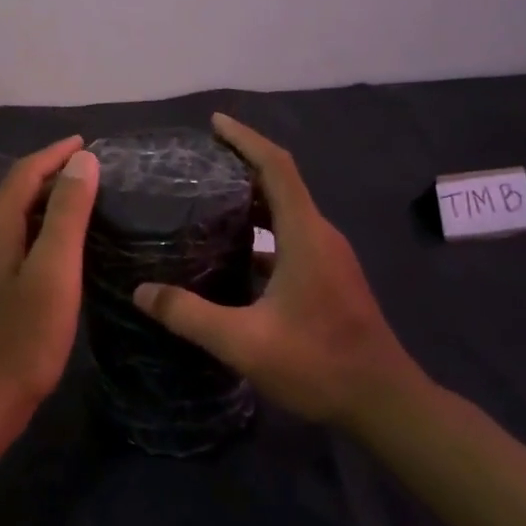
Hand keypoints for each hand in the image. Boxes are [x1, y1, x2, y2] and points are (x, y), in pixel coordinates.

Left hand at [0, 136, 100, 422]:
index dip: (55, 154)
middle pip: (14, 193)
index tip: (87, 143)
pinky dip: (35, 232)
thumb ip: (67, 214)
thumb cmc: (21, 339)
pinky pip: (9, 245)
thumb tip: (82, 161)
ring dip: (43, 204)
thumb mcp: (54, 272)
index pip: (24, 174)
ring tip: (79, 204)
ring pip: (11, 221)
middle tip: (90, 172)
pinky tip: (54, 251)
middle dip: (50, 175)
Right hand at [132, 113, 430, 428]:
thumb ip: (189, 315)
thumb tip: (141, 292)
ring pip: (286, 212)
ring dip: (251, 200)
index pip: (276, 166)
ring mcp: (329, 257)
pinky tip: (234, 254)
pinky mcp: (330, 277)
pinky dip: (261, 232)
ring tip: (207, 201)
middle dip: (241, 165)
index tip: (214, 123)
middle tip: (197, 164)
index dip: (245, 138)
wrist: (384, 402)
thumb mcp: (244, 342)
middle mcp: (320, 235)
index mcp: (304, 234)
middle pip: (280, 183)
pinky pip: (291, 237)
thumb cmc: (318, 363)